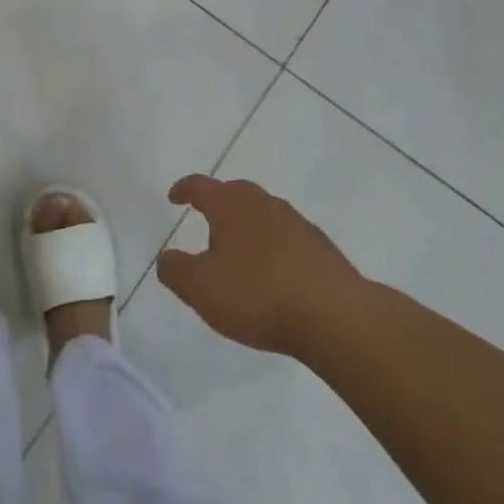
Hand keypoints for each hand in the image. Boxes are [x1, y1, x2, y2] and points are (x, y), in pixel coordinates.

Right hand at [156, 175, 356, 354]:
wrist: (335, 317)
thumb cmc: (257, 294)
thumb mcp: (200, 287)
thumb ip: (175, 270)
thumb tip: (168, 257)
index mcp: (233, 205)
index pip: (201, 186)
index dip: (184, 189)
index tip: (174, 197)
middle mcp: (266, 204)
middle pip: (236, 195)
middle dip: (218, 205)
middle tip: (205, 222)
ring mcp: (299, 225)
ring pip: (264, 217)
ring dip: (247, 229)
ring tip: (237, 255)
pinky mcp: (322, 250)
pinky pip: (286, 241)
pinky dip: (271, 251)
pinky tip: (269, 277)